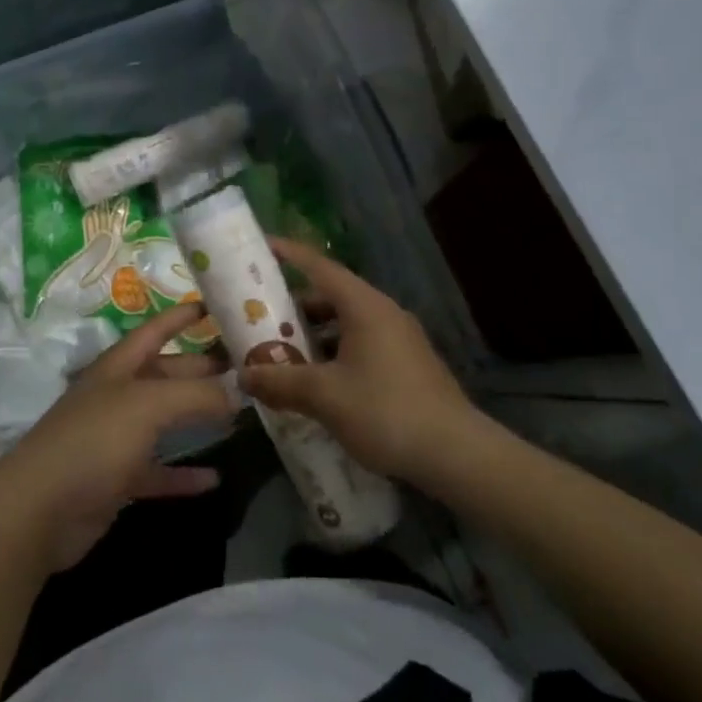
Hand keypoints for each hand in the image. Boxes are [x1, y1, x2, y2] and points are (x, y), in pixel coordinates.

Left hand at [0, 302, 237, 573]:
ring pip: (164, 420)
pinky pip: (157, 471)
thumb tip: (237, 392)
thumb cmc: (93, 441)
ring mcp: (114, 438)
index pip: (155, 330)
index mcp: (118, 367)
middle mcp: (117, 396)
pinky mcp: (116, 479)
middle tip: (245, 368)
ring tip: (238, 414)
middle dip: (201, 368)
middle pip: (165, 374)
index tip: (216, 307)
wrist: (40, 508)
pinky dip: (183, 473)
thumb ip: (195, 394)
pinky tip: (213, 478)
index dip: (182, 316)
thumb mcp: (148, 405)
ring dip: (196, 417)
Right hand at [240, 238, 476, 483]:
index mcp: (364, 306)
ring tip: (281, 353)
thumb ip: (280, 382)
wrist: (458, 455)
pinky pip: (360, 346)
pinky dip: (333, 354)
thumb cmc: (385, 411)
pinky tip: (317, 383)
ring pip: (345, 324)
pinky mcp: (408, 366)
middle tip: (258, 316)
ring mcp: (399, 339)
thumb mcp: (324, 396)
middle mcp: (383, 313)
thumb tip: (243, 376)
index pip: (319, 266)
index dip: (288, 254)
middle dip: (293, 306)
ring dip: (313, 335)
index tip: (260, 246)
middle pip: (329, 296)